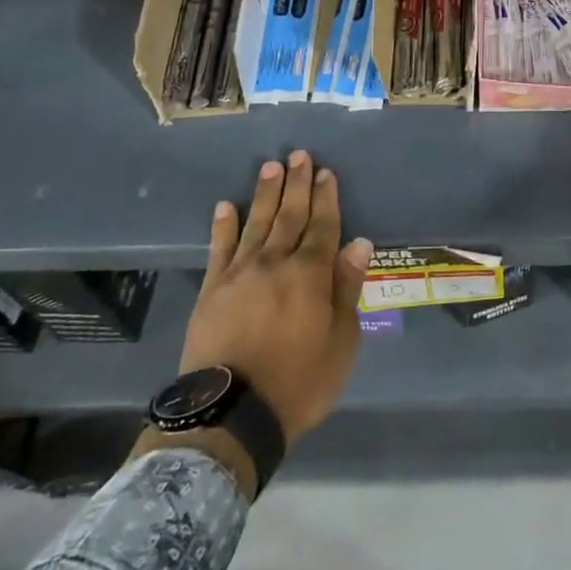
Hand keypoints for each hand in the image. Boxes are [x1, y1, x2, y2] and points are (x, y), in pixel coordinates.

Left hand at [178, 151, 373, 448]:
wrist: (232, 414)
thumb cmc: (300, 381)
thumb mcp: (342, 341)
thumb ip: (347, 288)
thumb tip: (359, 244)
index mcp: (310, 274)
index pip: (323, 225)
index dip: (326, 197)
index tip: (326, 172)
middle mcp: (275, 263)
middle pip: (290, 215)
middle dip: (297, 184)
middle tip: (298, 155)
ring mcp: (240, 274)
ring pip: (256, 223)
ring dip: (265, 194)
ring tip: (270, 167)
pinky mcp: (211, 290)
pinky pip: (219, 249)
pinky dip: (223, 226)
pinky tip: (226, 206)